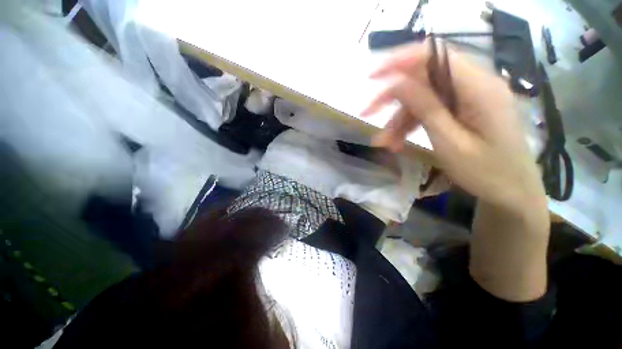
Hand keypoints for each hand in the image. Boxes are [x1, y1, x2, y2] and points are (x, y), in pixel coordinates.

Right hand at [362, 42, 545, 212]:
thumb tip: (398, 83)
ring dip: (400, 118)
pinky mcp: (464, 109)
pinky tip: (398, 142)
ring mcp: (470, 96)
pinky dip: (411, 124)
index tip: (373, 78)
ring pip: (423, 98)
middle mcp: (475, 83)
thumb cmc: (486, 173)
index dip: (400, 62)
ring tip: (385, 143)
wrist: (512, 191)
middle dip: (393, 97)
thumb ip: (426, 108)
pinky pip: (431, 110)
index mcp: (479, 87)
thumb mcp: (450, 143)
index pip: (434, 56)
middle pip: (425, 78)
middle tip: (368, 113)